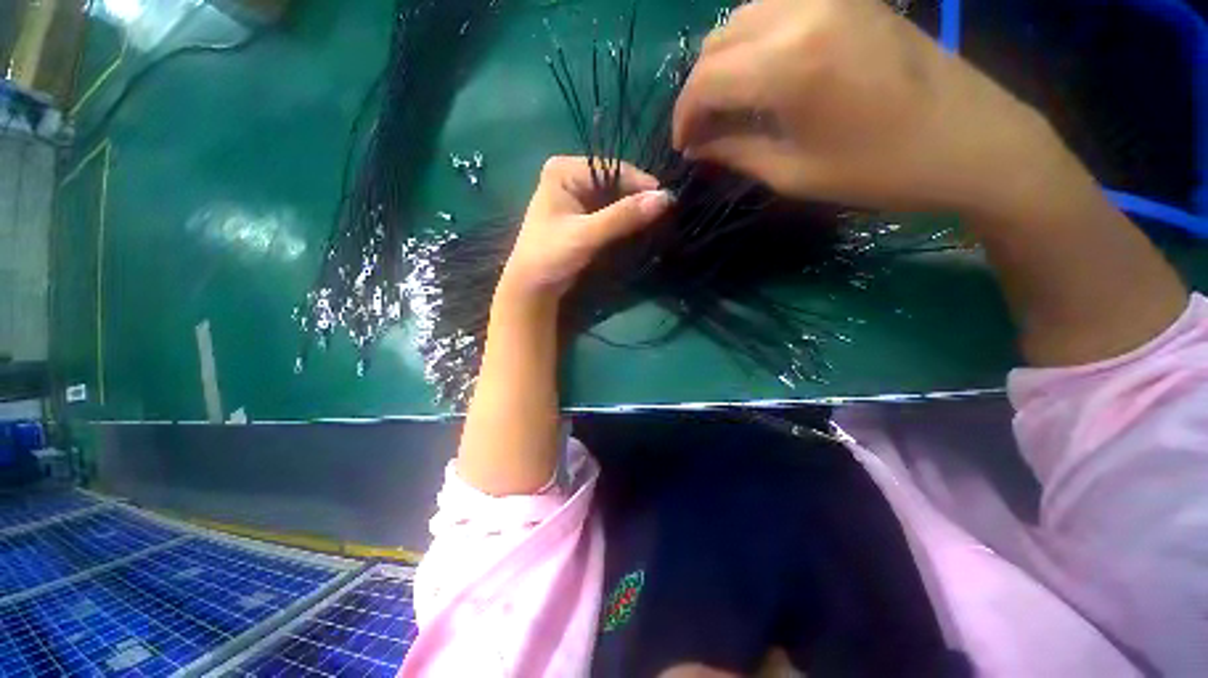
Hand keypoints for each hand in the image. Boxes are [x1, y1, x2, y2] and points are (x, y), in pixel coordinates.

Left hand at [498, 156, 672, 301]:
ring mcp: (576, 197)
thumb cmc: (551, 256)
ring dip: (633, 212)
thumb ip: (623, 216)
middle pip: (615, 183)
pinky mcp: (581, 216)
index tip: (667, 201)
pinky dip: (624, 221)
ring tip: (657, 222)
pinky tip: (640, 229)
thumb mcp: (587, 234)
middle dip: (637, 199)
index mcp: (564, 170)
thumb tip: (665, 198)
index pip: (613, 169)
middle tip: (665, 214)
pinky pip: (610, 212)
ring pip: (614, 199)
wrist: (533, 287)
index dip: (641, 184)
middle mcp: (570, 177)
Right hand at [672, 0, 1056, 214]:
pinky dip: (754, 41)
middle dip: (700, 89)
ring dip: (724, 62)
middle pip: (718, 41)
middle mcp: (803, 11)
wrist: (971, 141)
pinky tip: (761, 74)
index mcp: (789, 64)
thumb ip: (735, 151)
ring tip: (728, 104)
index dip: (684, 117)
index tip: (683, 146)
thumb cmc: (878, 170)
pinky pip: (778, 8)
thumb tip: (697, 146)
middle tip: (703, 130)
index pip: (705, 80)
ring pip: (743, 18)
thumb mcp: (793, 173)